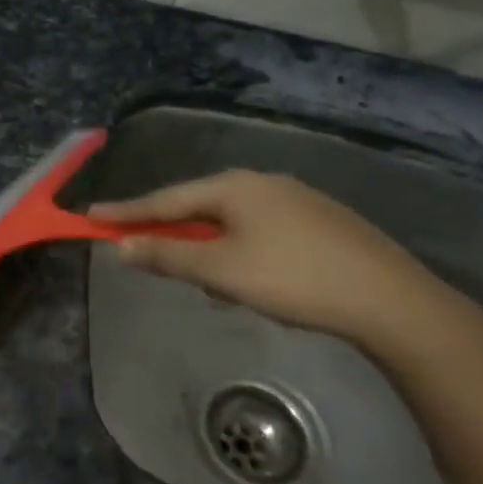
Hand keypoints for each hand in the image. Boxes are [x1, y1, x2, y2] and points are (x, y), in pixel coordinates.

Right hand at [90, 170, 462, 347]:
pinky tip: (253, 280)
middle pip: (198, 206)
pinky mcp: (321, 222)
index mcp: (234, 187)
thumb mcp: (220, 271)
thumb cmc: (293, 279)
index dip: (126, 212)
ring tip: (211, 283)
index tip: (91, 216)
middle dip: (172, 232)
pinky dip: (240, 251)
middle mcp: (263, 183)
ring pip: (231, 221)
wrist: (391, 300)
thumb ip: (167, 256)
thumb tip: (120, 247)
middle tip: (147, 254)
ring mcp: (296, 200)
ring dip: (209, 247)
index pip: (165, 199)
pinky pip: (260, 231)